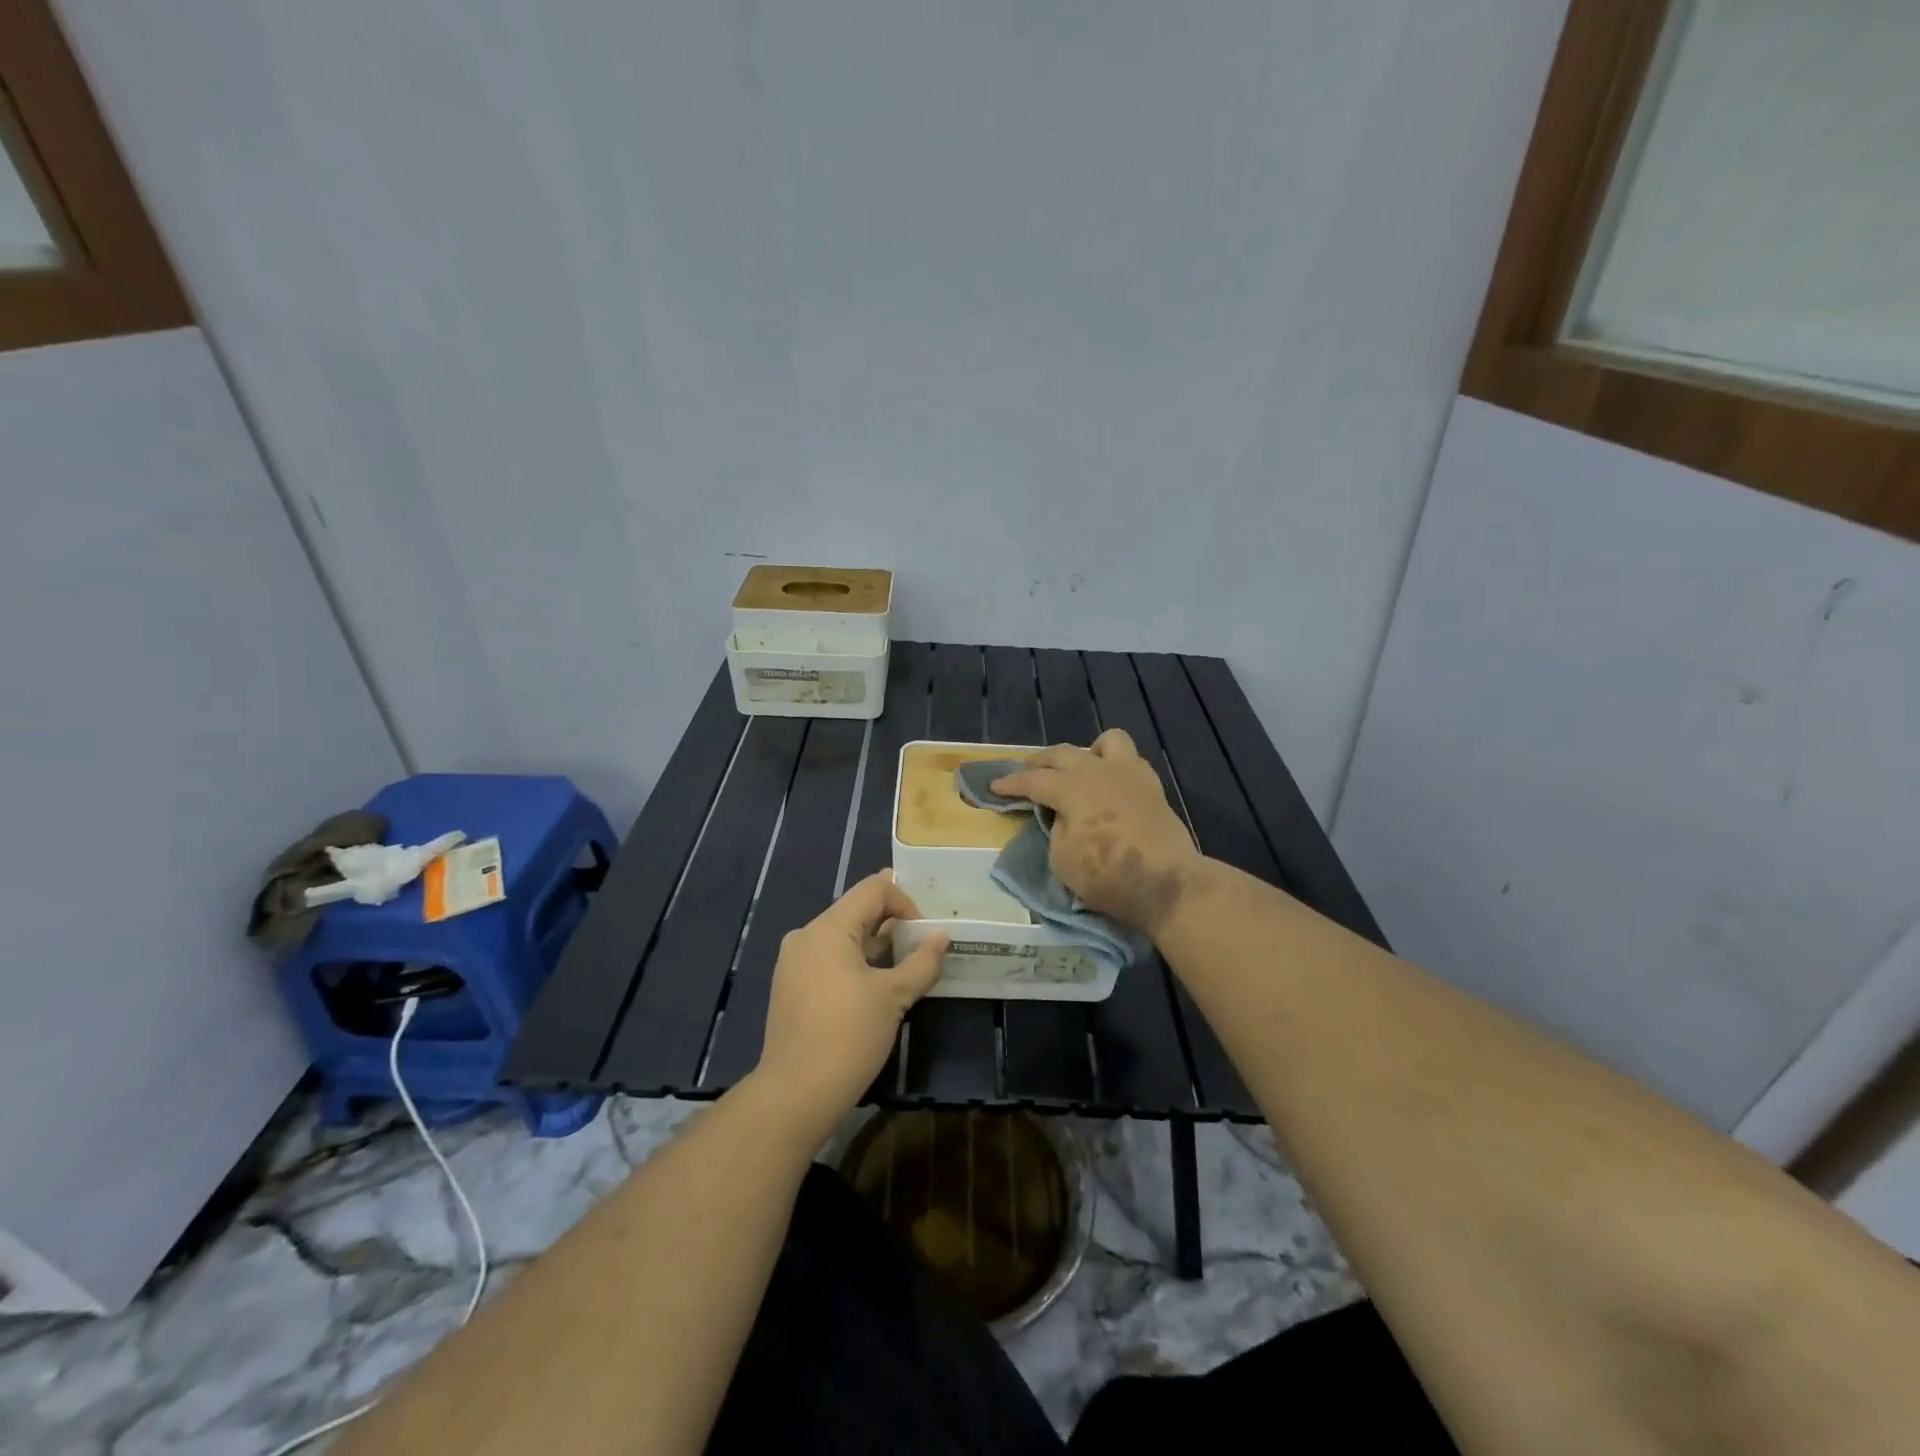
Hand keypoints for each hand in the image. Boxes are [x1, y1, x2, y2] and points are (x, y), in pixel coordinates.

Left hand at [755, 871, 946, 1139]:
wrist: (795, 1094)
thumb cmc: (848, 1037)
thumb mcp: (893, 997)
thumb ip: (921, 962)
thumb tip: (941, 938)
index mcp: (828, 928)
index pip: (874, 889)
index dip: (906, 903)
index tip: (924, 936)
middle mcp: (806, 936)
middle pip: (858, 910)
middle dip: (893, 926)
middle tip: (921, 952)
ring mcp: (794, 962)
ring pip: (845, 937)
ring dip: (877, 947)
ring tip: (904, 973)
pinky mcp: (792, 986)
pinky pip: (830, 959)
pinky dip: (857, 964)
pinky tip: (876, 992)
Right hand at [991, 728, 1204, 936]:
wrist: (1167, 883)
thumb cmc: (1107, 875)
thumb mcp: (1062, 860)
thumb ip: (1056, 829)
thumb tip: (1063, 816)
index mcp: (1071, 787)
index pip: (1033, 780)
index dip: (1010, 783)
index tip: (995, 787)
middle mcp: (1098, 770)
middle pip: (1062, 753)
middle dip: (1039, 762)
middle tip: (1026, 773)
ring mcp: (1129, 774)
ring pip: (1105, 742)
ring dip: (1086, 752)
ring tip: (1079, 770)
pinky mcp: (1152, 787)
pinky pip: (1130, 761)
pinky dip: (1115, 767)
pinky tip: (1110, 785)